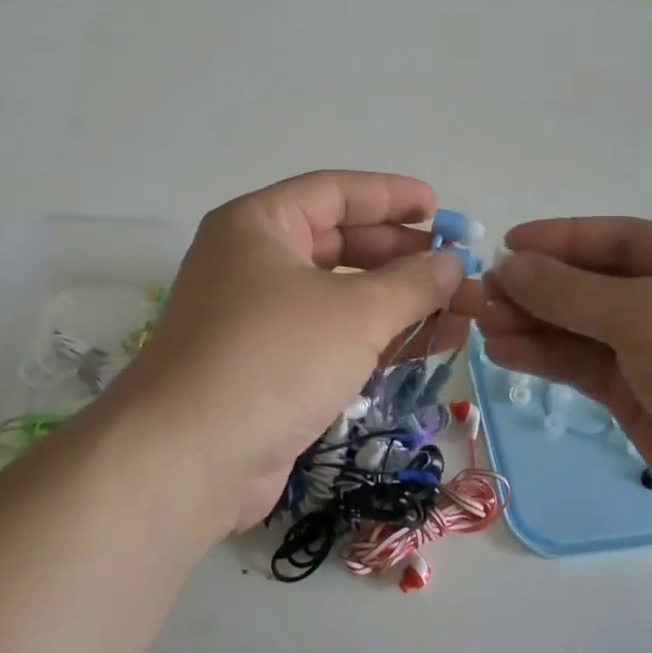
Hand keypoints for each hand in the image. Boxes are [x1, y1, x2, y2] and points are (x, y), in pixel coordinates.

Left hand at [108, 172, 471, 536]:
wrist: (188, 459)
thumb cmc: (272, 358)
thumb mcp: (354, 312)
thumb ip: (412, 283)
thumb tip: (454, 263)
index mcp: (259, 225)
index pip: (335, 193)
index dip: (391, 196)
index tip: (441, 209)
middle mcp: (253, 263)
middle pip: (340, 244)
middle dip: (403, 255)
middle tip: (458, 267)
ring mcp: (259, 319)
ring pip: (341, 296)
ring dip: (401, 303)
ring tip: (462, 311)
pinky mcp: (270, 368)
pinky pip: (334, 338)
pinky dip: (379, 339)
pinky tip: (431, 345)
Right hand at [479, 218, 651, 554]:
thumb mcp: (646, 315)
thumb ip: (570, 291)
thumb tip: (509, 265)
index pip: (615, 240)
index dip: (558, 239)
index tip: (504, 246)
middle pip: (591, 284)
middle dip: (535, 287)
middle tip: (480, 295)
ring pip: (580, 328)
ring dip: (531, 323)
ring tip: (481, 325)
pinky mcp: (641, 398)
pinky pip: (582, 366)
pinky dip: (544, 357)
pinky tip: (503, 353)